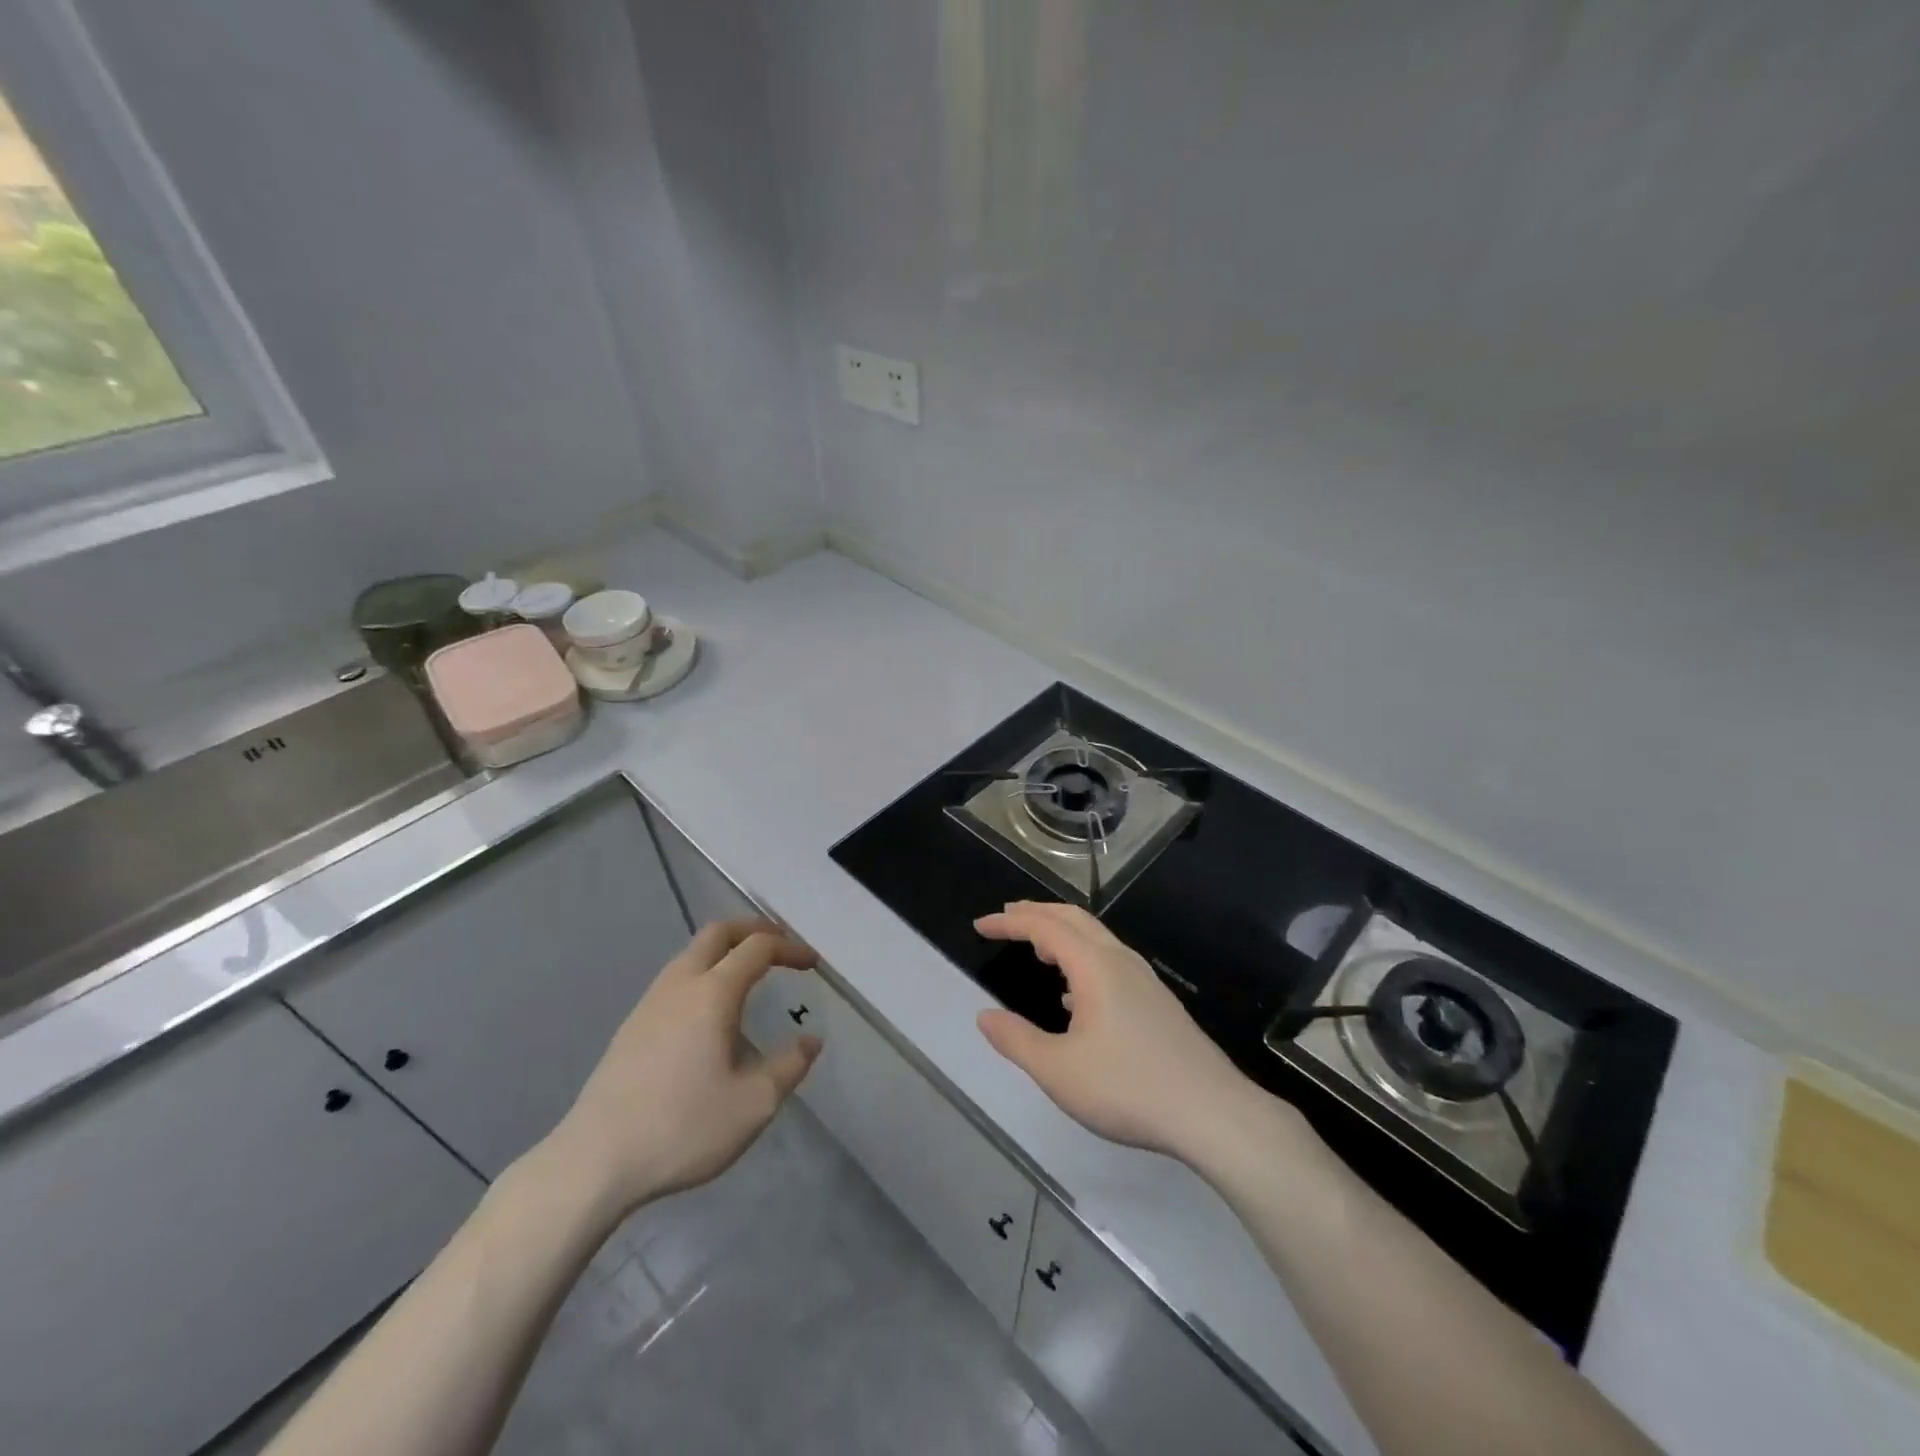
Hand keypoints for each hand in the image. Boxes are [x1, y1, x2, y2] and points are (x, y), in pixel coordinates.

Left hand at [546, 920, 820, 1217]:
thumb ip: (789, 1066)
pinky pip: (675, 979)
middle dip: (753, 931)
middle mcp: (680, 985)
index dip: (789, 949)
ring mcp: (649, 1004)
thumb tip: (810, 1040)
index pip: (757, 948)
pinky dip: (703, 973)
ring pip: (691, 954)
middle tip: (779, 947)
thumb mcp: (753, 1104)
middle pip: (718, 933)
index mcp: (712, 993)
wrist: (594, 1162)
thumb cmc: (682, 1128)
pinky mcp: (631, 1027)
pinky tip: (709, 1012)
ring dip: (724, 951)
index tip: (811, 964)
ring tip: (749, 975)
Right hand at [975, 902, 1295, 1164]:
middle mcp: (1120, 961)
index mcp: (1094, 966)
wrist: (1212, 1113)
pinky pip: (1110, 962)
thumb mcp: (1058, 1071)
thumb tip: (985, 1016)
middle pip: (1074, 919)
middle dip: (1037, 913)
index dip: (1009, 922)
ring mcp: (1144, 981)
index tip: (980, 925)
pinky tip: (1075, 996)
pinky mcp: (1157, 1003)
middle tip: (1006, 917)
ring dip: (1062, 934)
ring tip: (1037, 950)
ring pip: (1096, 939)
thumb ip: (1017, 1040)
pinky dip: (1082, 959)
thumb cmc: (1128, 1087)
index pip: (1044, 926)